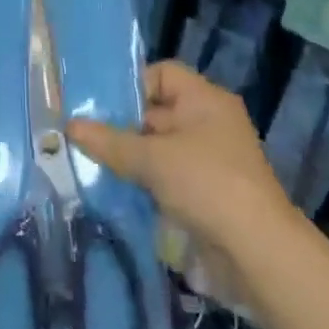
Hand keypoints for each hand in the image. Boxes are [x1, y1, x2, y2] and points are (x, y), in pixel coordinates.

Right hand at [69, 61, 296, 270]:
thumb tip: (69, 126)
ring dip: (131, 159)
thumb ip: (110, 142)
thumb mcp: (152, 159)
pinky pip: (168, 178)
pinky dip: (146, 184)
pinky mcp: (208, 195)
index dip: (131, 86)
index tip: (100, 108)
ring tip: (92, 165)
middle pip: (157, 112)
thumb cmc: (206, 185)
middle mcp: (210, 123)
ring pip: (160, 149)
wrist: (258, 254)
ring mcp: (210, 161)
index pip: (161, 74)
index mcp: (205, 100)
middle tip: (84, 137)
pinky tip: (116, 193)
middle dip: (123, 126)